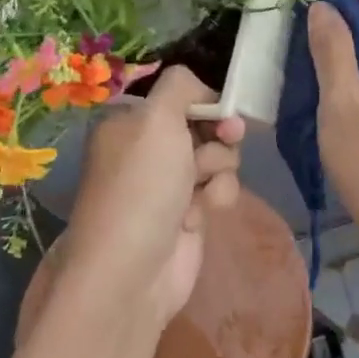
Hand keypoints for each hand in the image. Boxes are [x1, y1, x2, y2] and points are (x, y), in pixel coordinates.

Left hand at [62, 67, 243, 325]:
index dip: (204, 100)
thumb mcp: (156, 118)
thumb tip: (201, 89)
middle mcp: (147, 149)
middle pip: (203, 124)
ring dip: (218, 168)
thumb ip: (180, 86)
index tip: (221, 108)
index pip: (177, 95)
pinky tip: (201, 214)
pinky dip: (216, 197)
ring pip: (217, 156)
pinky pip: (218, 188)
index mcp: (129, 122)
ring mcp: (168, 183)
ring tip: (201, 190)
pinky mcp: (188, 213)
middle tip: (229, 137)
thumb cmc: (142, 185)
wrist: (133, 271)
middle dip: (218, 133)